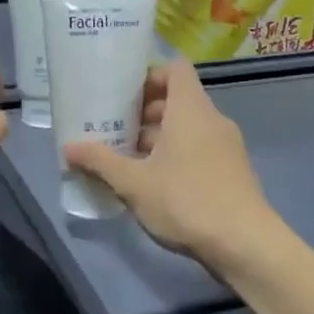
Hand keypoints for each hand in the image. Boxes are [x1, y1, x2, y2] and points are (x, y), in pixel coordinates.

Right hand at [63, 61, 278, 273]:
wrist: (245, 244)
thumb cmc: (186, 200)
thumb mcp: (133, 183)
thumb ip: (100, 162)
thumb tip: (67, 148)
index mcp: (191, 109)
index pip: (175, 69)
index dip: (149, 75)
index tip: (123, 94)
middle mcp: (212, 119)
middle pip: (178, 100)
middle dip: (145, 112)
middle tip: (114, 129)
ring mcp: (227, 146)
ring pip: (188, 128)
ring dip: (158, 138)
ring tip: (128, 159)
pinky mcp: (232, 171)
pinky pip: (199, 149)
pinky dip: (176, 155)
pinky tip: (154, 183)